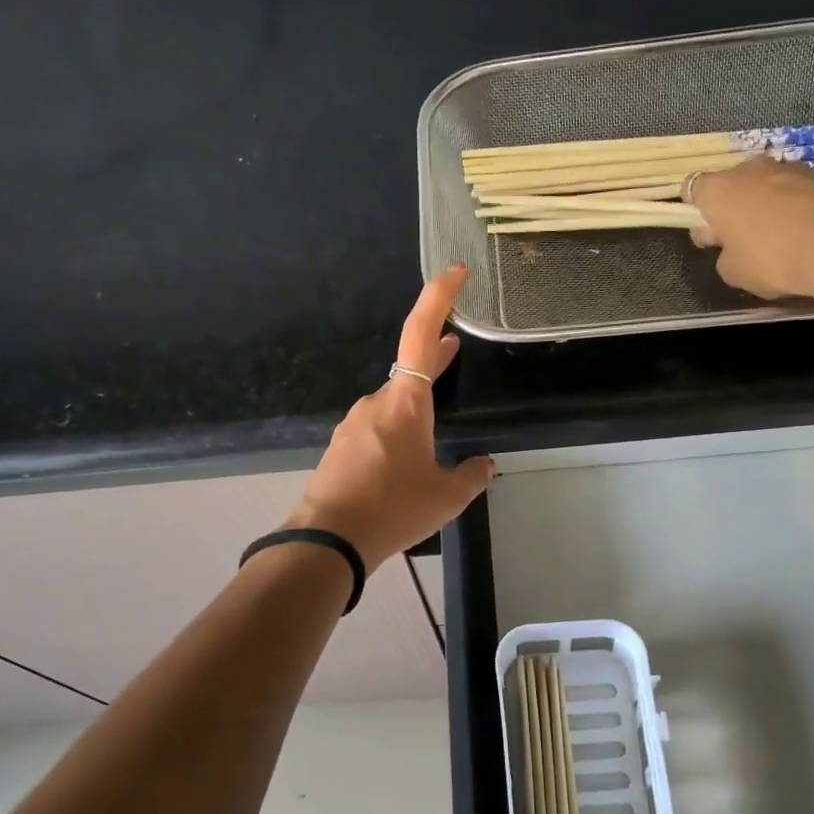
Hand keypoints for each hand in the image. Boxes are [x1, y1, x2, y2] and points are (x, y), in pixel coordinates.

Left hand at [285, 266, 494, 570]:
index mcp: (405, 403)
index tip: (455, 273)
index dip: (438, 298)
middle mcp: (376, 403)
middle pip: (409, 370)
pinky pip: (376, 429)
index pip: (420, 334)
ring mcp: (354, 425)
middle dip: (434, 358)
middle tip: (455, 346)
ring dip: (416, 406)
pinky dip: (397, 431)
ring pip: (393, 405)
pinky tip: (405, 462)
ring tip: (436, 429)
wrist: (328, 541)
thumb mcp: (447, 496)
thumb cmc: (394, 508)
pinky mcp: (342, 448)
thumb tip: (485, 465)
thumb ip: (472, 476)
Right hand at [687, 158, 813, 309]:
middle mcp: (755, 169)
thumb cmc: (776, 261)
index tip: (707, 231)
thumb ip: (725, 255)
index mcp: (722, 191)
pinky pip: (810, 189)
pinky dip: (809, 204)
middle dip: (737, 204)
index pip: (693, 188)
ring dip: (774, 203)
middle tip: (745, 237)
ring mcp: (797, 167)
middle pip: (736, 182)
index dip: (696, 209)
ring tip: (787, 236)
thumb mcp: (734, 273)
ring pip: (774, 183)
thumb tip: (732, 247)